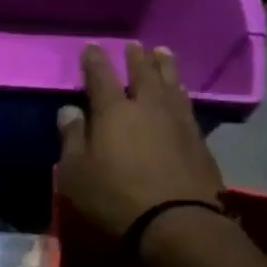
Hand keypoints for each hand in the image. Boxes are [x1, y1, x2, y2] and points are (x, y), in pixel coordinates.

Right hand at [57, 42, 224, 239]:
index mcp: (113, 112)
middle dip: (136, 58)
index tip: (92, 46)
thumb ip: (71, 138)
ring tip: (162, 53)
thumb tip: (68, 110)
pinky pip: (186, 104)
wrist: (175, 221)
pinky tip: (180, 91)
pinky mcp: (197, 139)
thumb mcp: (75, 173)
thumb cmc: (113, 197)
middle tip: (134, 45)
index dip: (95, 61)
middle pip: (143, 74)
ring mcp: (177, 121)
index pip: (101, 77)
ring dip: (165, 67)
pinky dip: (180, 91)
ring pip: (170, 84)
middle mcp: (147, 107)